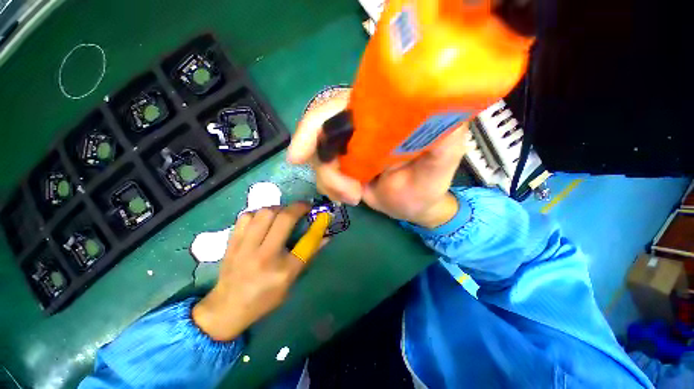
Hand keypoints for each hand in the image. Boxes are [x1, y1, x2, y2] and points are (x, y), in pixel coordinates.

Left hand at [192, 203, 310, 340]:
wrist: (227, 308)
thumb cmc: (265, 297)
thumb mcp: (291, 280)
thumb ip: (307, 255)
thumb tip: (325, 236)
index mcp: (282, 271)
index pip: (306, 242)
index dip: (317, 225)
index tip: (321, 215)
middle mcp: (264, 256)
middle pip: (283, 219)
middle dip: (298, 207)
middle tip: (303, 208)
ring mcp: (244, 247)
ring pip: (264, 213)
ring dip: (279, 208)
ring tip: (283, 213)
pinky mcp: (231, 242)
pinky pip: (246, 216)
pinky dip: (259, 213)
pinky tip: (263, 219)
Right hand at [288, 88, 466, 227]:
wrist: (413, 206)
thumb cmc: (427, 185)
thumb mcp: (441, 163)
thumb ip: (444, 139)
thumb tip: (441, 110)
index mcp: (382, 116)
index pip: (341, 104)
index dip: (316, 124)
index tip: (300, 154)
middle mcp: (360, 126)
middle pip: (320, 130)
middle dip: (322, 162)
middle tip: (343, 189)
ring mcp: (348, 147)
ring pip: (318, 156)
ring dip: (331, 181)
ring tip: (354, 195)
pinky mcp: (342, 166)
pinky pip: (322, 173)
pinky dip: (331, 188)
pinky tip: (350, 197)